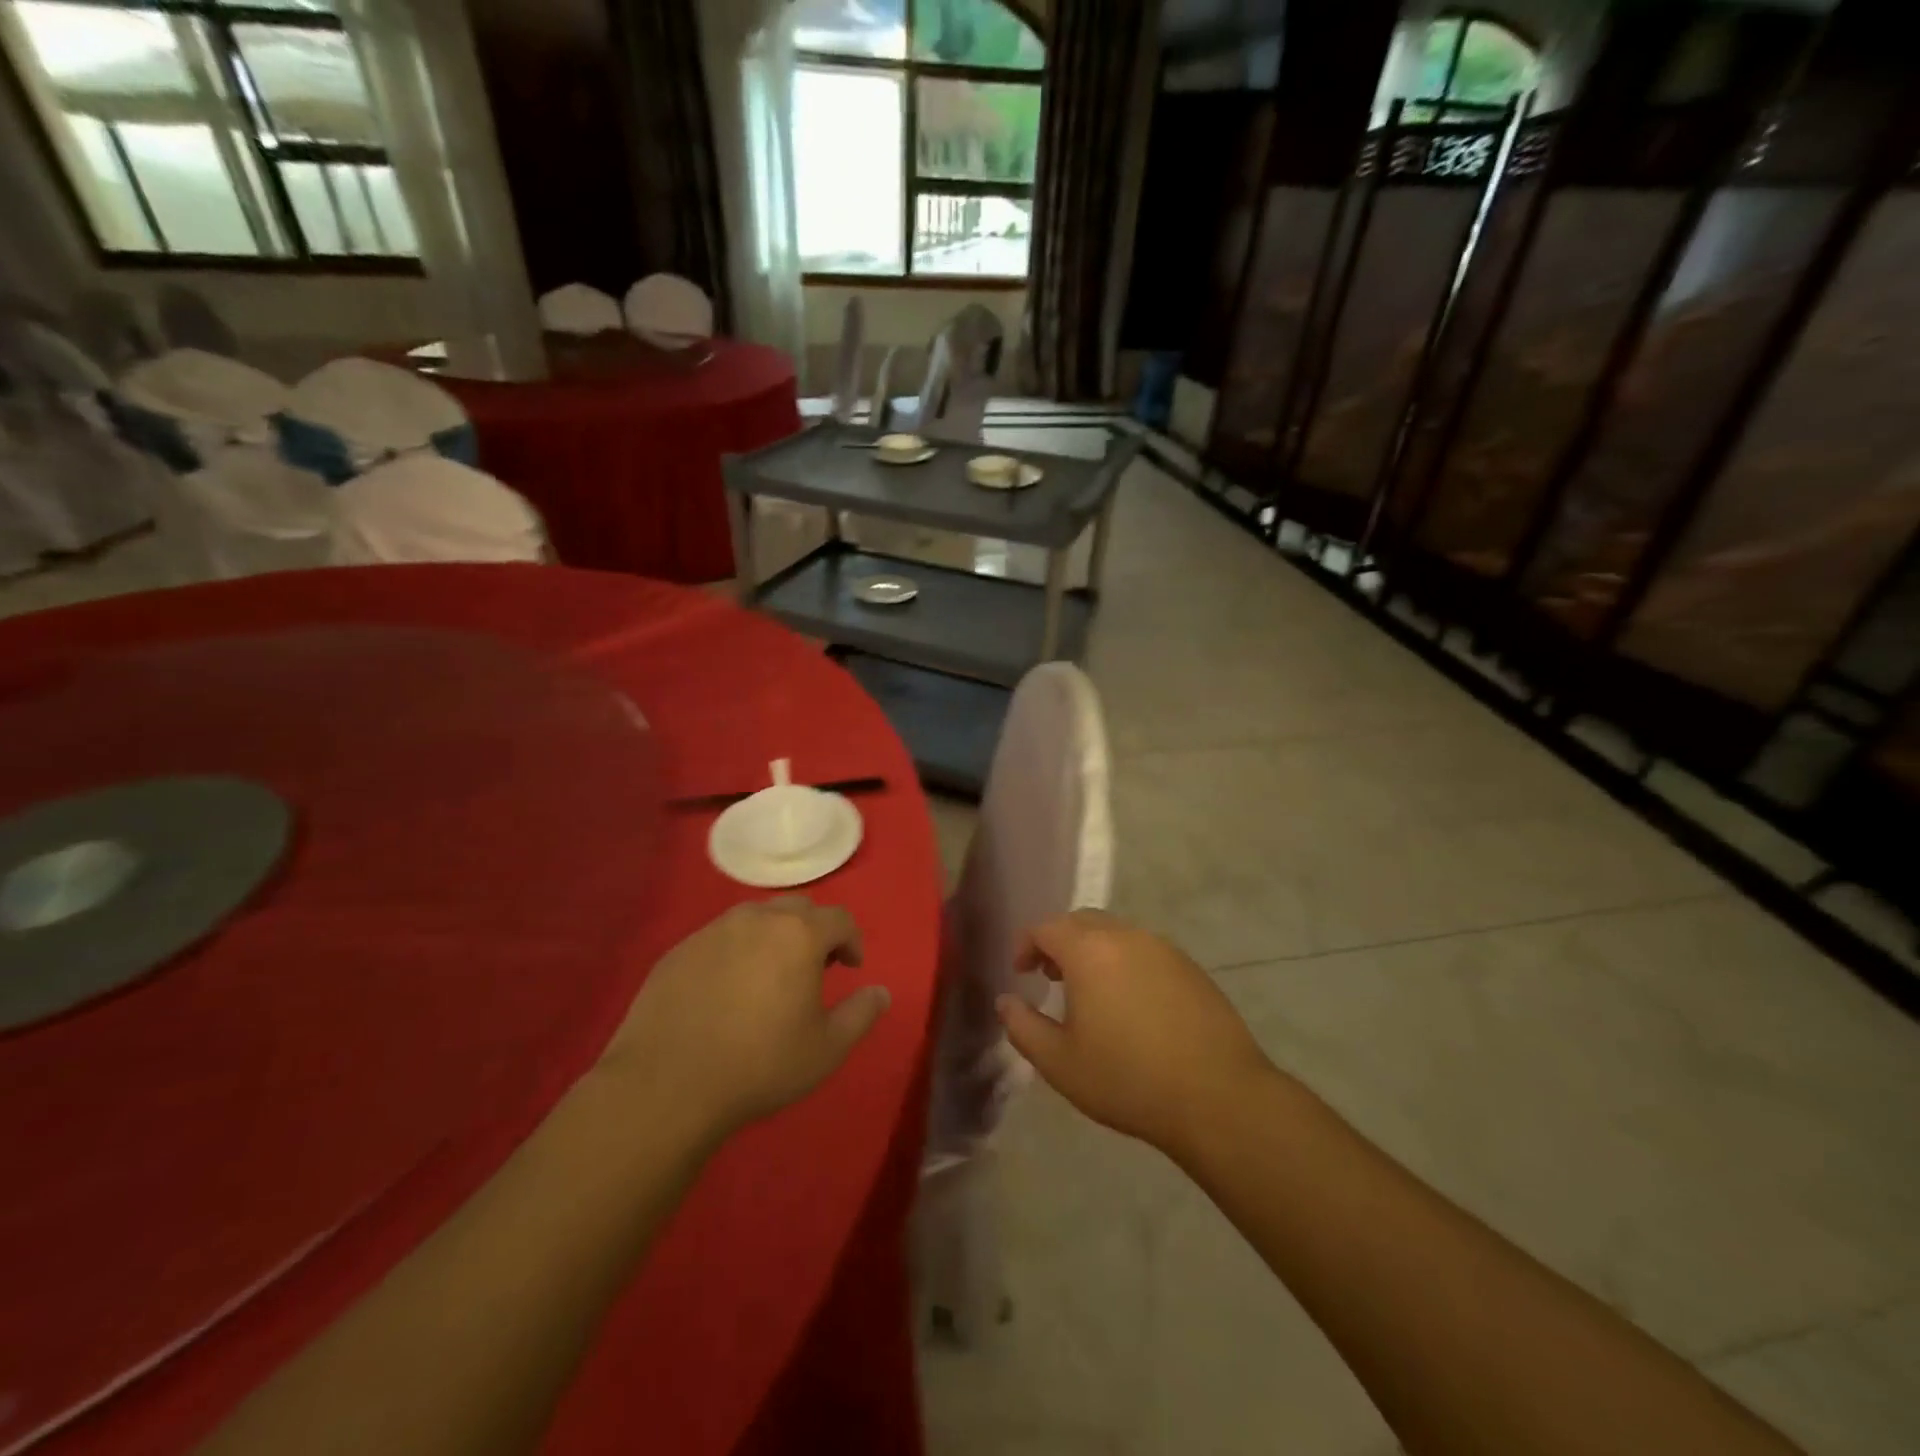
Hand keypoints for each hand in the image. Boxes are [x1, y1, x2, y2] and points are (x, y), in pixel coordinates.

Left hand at [598, 897, 890, 1141]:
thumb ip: (861, 1014)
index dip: (852, 940)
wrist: (666, 1086)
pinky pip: (719, 939)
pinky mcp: (678, 951)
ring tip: (769, 977)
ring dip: (773, 937)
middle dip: (813, 932)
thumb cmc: (759, 1065)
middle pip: (797, 909)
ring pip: (755, 918)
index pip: (839, 918)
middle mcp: (756, 920)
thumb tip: (881, 992)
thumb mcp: (826, 1049)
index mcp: (798, 935)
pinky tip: (726, 991)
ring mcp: (712, 931)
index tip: (851, 968)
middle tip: (813, 970)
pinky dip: (735, 953)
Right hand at [997, 910, 1275, 1160]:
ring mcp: (1163, 948)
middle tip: (1051, 977)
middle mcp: (1126, 936)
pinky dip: (1125, 963)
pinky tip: (1131, 1004)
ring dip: (1094, 951)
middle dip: (1059, 942)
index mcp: (1089, 951)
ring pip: (1116, 933)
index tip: (1021, 972)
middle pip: (1082, 921)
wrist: (1217, 1096)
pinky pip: (1145, 951)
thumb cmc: (1127, 1079)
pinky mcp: (1190, 967)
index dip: (1026, 944)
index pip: (1046, 927)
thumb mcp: (1060, 1063)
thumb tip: (1006, 1001)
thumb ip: (1023, 1027)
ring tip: (1090, 992)